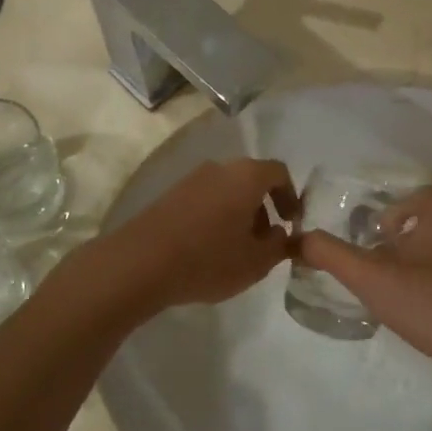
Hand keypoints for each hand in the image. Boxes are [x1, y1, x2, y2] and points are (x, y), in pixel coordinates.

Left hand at [110, 157, 295, 313]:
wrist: (140, 263)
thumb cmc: (208, 259)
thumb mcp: (256, 262)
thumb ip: (279, 246)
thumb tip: (282, 234)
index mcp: (246, 175)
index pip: (279, 173)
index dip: (291, 197)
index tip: (291, 224)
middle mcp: (219, 168)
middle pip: (251, 180)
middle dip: (264, 209)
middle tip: (265, 242)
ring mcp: (191, 179)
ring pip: (227, 191)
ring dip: (239, 215)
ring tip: (236, 250)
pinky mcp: (170, 195)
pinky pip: (205, 200)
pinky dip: (216, 217)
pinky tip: (209, 249)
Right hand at [298, 186, 431, 388]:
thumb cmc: (425, 301)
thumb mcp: (368, 276)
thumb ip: (330, 254)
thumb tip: (299, 239)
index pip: (424, 195)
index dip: (397, 207)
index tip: (375, 232)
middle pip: (430, 225)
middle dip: (401, 239)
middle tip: (374, 260)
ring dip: (416, 265)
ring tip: (389, 287)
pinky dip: (431, 290)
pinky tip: (412, 312)